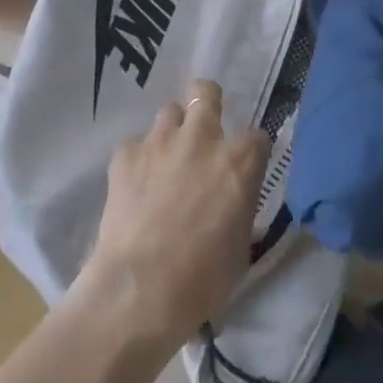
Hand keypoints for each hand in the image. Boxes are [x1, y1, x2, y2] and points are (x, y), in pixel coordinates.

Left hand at [78, 80, 268, 351]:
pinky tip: (135, 185)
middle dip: (206, 103)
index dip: (250, 152)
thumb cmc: (203, 278)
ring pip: (169, 113)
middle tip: (203, 131)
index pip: (256, 137)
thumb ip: (240, 206)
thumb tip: (233, 199)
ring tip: (166, 160)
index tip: (243, 168)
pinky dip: (138, 160)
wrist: (141, 288)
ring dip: (172, 132)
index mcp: (240, 162)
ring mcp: (160, 142)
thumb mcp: (241, 244)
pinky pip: (135, 145)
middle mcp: (202, 139)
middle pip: (205, 93)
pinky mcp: (125, 155)